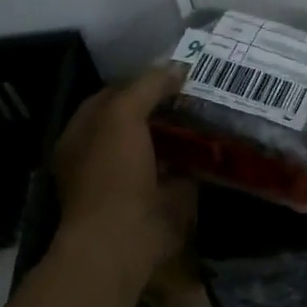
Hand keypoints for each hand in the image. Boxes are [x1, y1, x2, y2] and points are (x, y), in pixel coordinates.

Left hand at [53, 66, 195, 292]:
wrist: (123, 239)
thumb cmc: (112, 173)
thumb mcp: (122, 115)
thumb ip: (146, 86)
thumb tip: (177, 67)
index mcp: (84, 134)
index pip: (113, 95)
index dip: (141, 81)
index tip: (176, 71)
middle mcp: (105, 155)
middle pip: (140, 119)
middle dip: (168, 105)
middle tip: (204, 87)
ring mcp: (134, 178)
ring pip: (164, 144)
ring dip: (186, 130)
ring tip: (217, 108)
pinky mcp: (162, 198)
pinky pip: (183, 168)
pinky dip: (200, 157)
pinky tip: (222, 140)